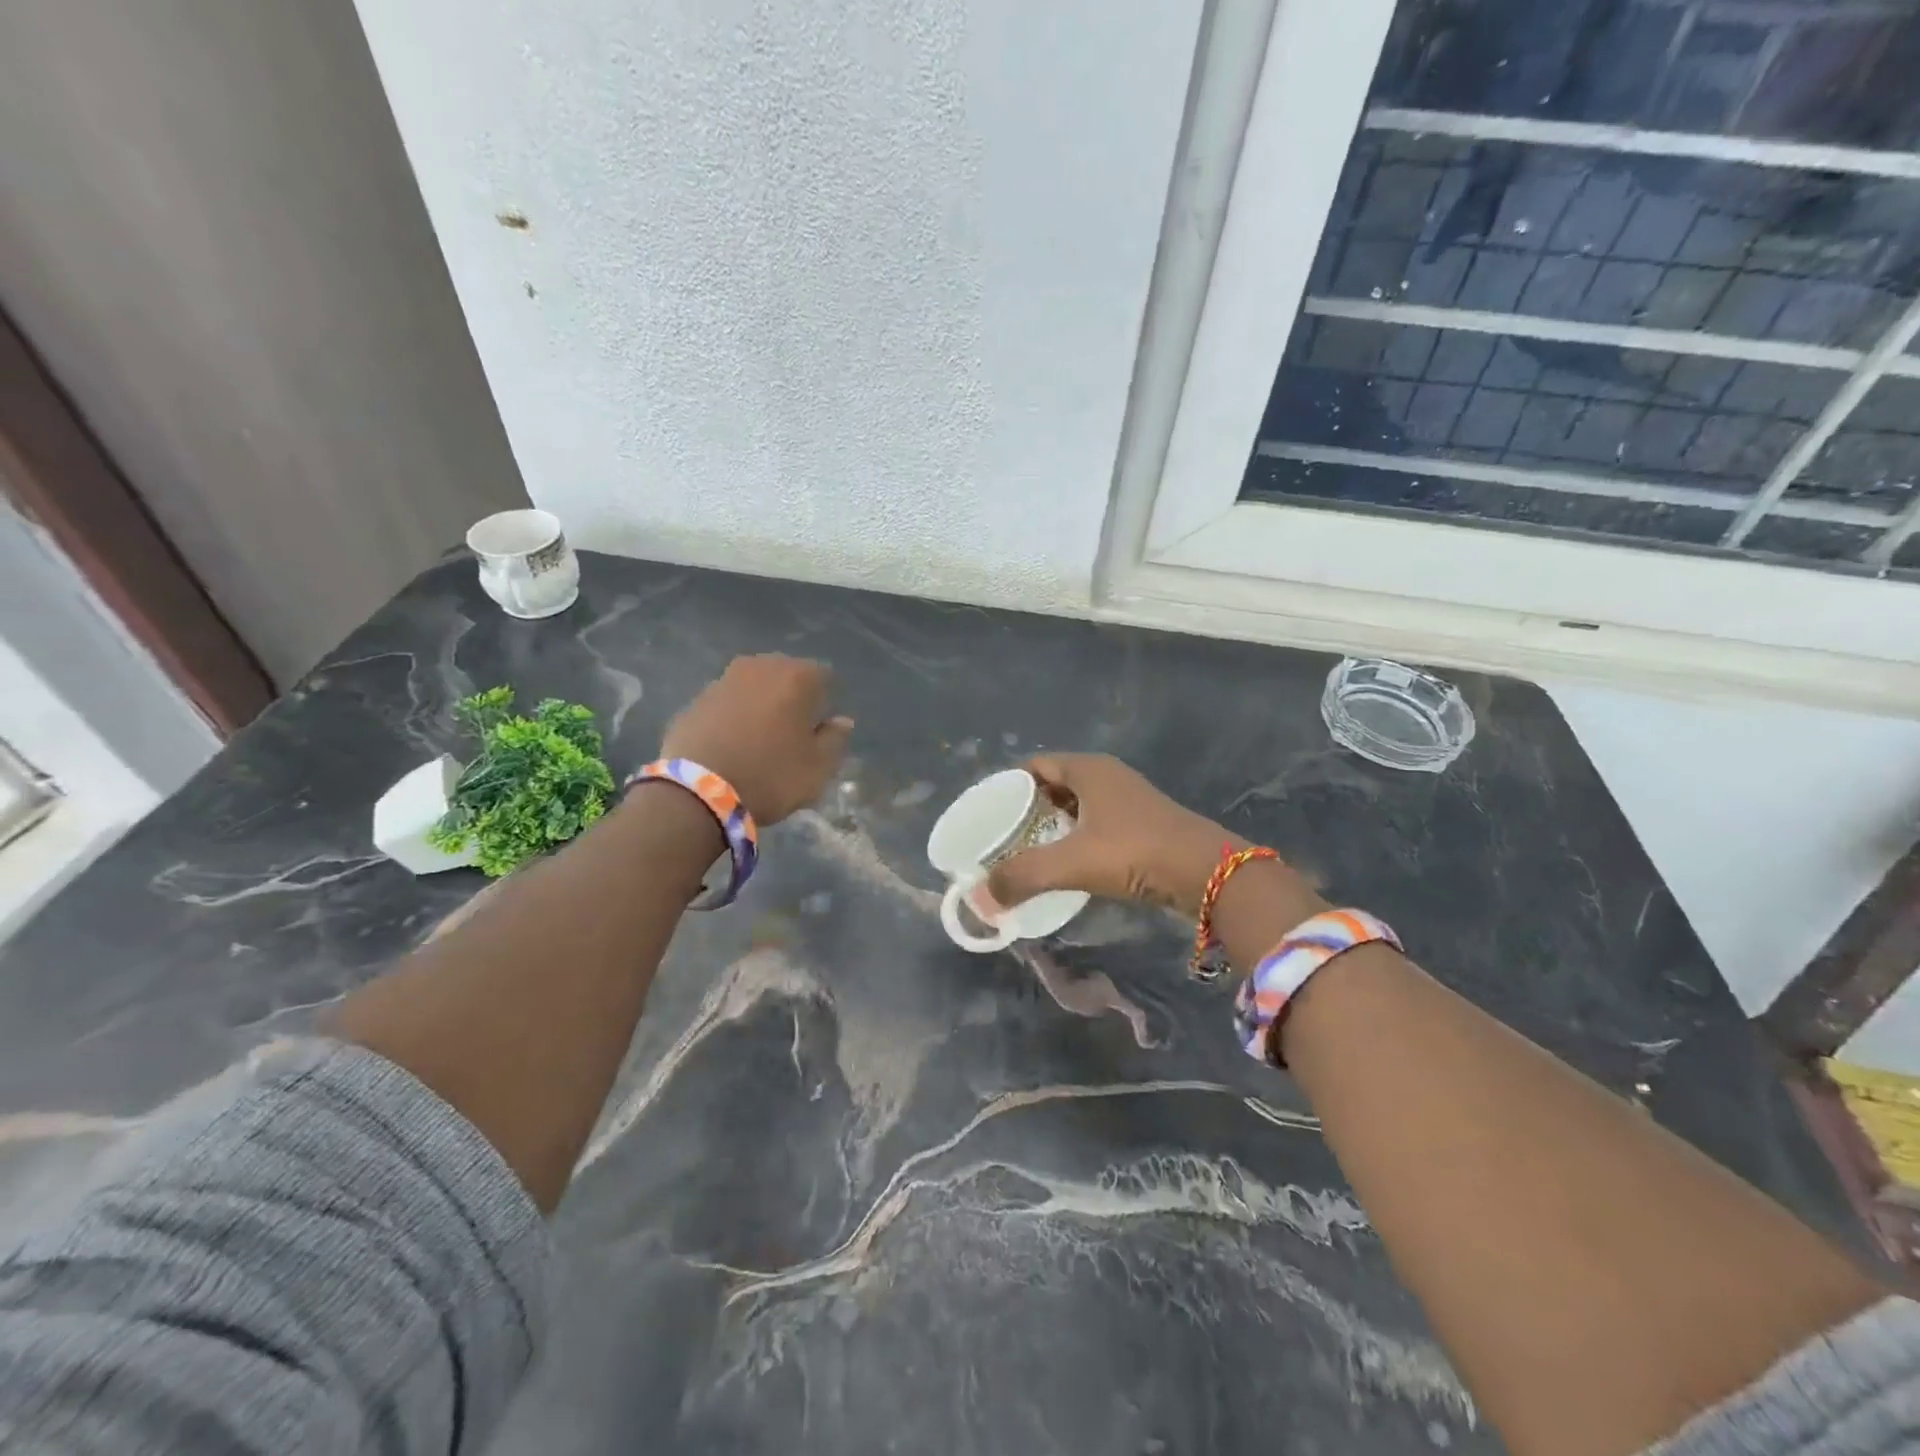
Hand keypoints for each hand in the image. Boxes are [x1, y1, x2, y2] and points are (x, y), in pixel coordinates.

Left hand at [660, 656, 853, 824]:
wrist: (697, 792)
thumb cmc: (770, 775)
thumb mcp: (819, 767)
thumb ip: (835, 738)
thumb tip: (841, 721)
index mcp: (797, 676)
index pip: (825, 677)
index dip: (826, 704)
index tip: (819, 732)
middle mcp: (760, 666)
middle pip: (786, 677)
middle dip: (792, 699)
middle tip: (791, 735)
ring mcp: (722, 680)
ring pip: (754, 688)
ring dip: (760, 707)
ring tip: (759, 742)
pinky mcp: (695, 700)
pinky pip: (726, 704)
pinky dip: (733, 718)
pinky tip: (731, 747)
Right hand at [986, 754, 1246, 914]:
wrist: (1209, 874)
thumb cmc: (1135, 852)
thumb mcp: (1072, 862)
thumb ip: (1023, 876)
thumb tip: (979, 898)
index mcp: (1088, 769)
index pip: (1033, 766)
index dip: (1007, 788)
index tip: (988, 815)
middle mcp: (1107, 776)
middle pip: (1053, 786)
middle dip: (1027, 811)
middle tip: (1002, 840)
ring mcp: (1128, 799)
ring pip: (1076, 806)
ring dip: (1052, 827)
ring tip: (1027, 854)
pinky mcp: (1142, 824)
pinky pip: (1095, 824)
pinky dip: (1076, 839)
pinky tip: (1066, 865)